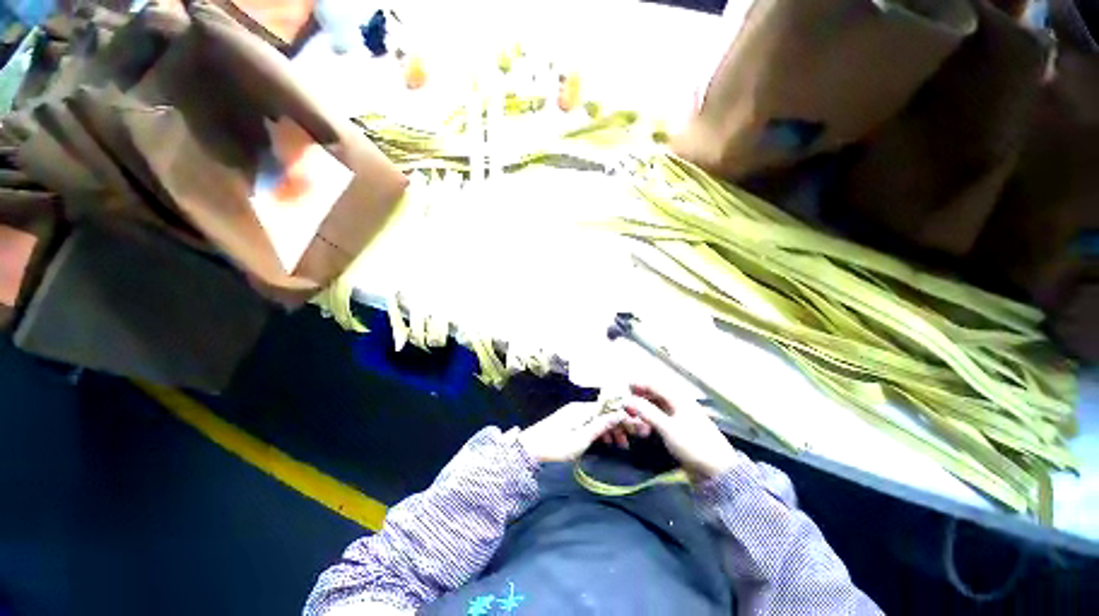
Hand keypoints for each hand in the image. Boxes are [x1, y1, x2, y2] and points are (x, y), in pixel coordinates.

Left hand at [518, 401, 646, 463]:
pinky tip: (608, 441)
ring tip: (623, 445)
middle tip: (634, 439)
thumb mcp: (581, 440)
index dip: (625, 417)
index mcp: (582, 409)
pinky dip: (601, 431)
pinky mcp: (570, 422)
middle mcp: (579, 408)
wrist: (529, 449)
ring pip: (598, 419)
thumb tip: (619, 414)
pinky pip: (590, 423)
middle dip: (620, 424)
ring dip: (612, 429)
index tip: (639, 428)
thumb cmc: (556, 446)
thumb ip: (600, 426)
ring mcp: (574, 414)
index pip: (609, 409)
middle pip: (605, 412)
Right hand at [625, 384, 738, 481]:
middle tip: (627, 407)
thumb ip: (648, 413)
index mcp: (678, 399)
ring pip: (656, 407)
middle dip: (640, 399)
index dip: (639, 385)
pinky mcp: (679, 429)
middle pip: (654, 395)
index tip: (625, 388)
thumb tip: (628, 401)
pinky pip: (660, 418)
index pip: (655, 385)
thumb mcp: (668, 428)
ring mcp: (679, 417)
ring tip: (635, 419)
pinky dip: (650, 420)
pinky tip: (645, 428)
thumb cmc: (694, 445)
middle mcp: (678, 404)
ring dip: (644, 410)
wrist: (717, 471)